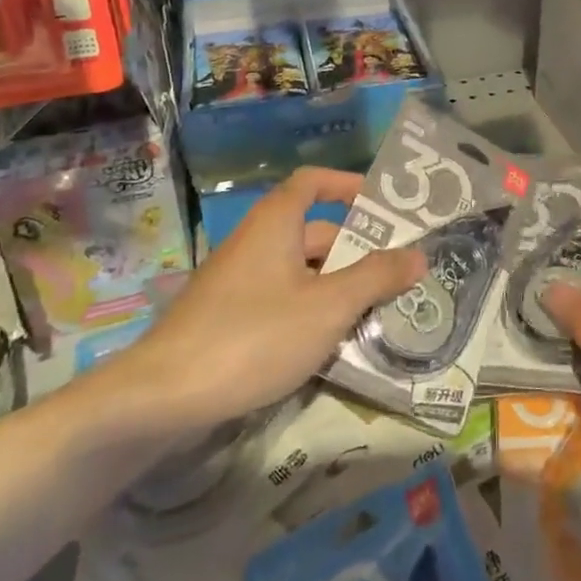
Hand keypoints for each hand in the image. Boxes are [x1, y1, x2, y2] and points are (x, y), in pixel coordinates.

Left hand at [123, 168, 425, 429]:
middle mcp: (256, 243)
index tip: (382, 203)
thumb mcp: (328, 307)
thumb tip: (419, 254)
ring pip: (300, 273)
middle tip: (398, 273)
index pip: (313, 182)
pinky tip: (332, 345)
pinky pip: (281, 301)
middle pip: (314, 233)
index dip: (347, 185)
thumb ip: (376, 278)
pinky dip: (310, 312)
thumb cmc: (253, 335)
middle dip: (356, 251)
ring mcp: (238, 283)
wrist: (161, 398)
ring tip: (378, 312)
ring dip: (337, 287)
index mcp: (276, 223)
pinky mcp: (227, 320)